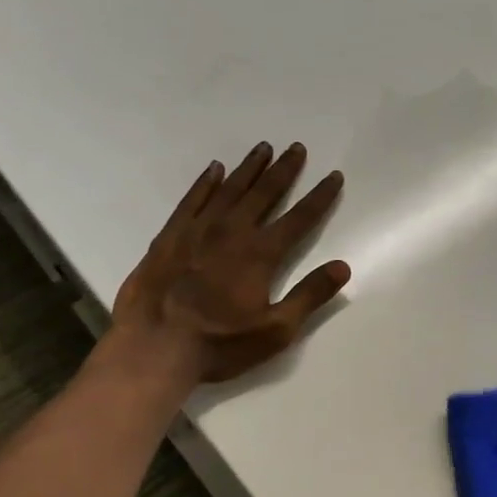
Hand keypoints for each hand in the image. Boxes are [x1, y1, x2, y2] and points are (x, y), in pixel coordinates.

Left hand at [110, 142, 349, 383]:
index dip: (319, 197)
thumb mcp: (276, 330)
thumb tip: (342, 267)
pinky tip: (214, 170)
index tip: (334, 176)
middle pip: (263, 193)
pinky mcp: (169, 237)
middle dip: (284, 170)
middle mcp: (231, 232)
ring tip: (263, 148)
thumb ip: (309, 296)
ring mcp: (196, 231)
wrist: (154, 348)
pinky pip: (192, 200)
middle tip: (297, 148)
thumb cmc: (220, 344)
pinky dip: (205, 183)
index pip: (299, 218)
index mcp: (260, 254)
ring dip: (248, 169)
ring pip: (228, 190)